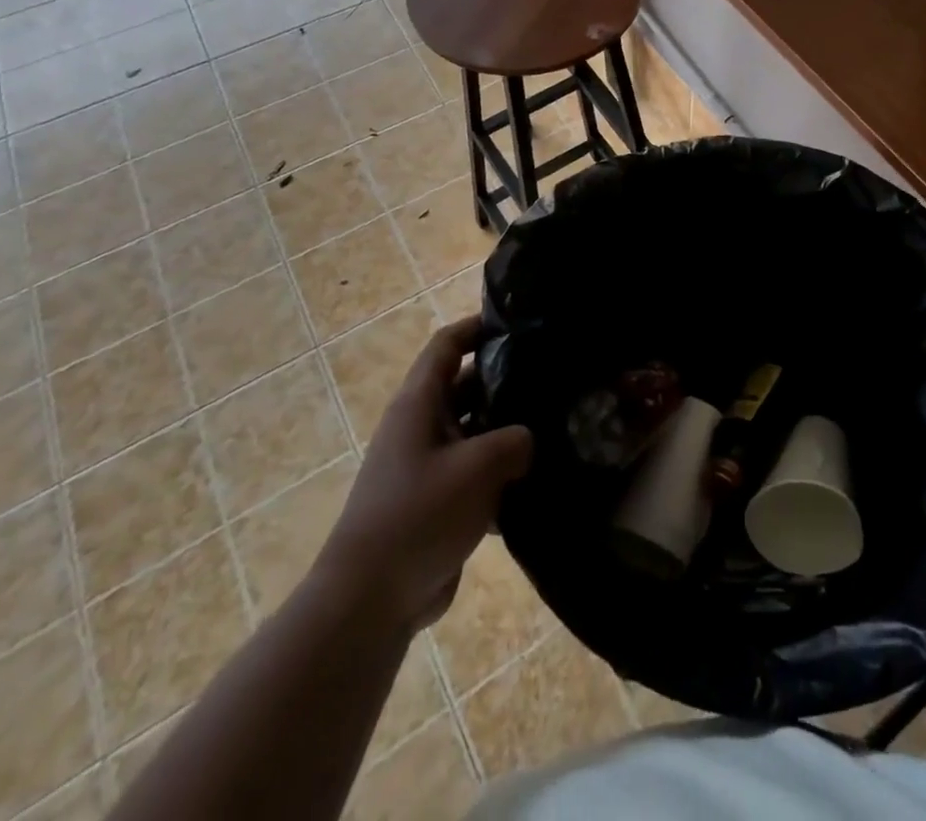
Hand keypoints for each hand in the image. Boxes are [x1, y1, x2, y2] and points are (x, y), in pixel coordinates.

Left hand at [314, 317, 532, 633]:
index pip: (446, 346)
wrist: (369, 601)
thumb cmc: (419, 514)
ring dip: (507, 429)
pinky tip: (538, 477)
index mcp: (419, 404)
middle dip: (504, 380)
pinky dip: (501, 471)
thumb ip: (515, 440)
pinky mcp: (437, 502)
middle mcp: (420, 427)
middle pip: (465, 386)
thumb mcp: (478, 466)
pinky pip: (475, 472)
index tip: (518, 324)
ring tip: (555, 424)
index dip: (477, 327)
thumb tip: (528, 439)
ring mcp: (427, 466)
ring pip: (474, 431)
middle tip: (552, 377)